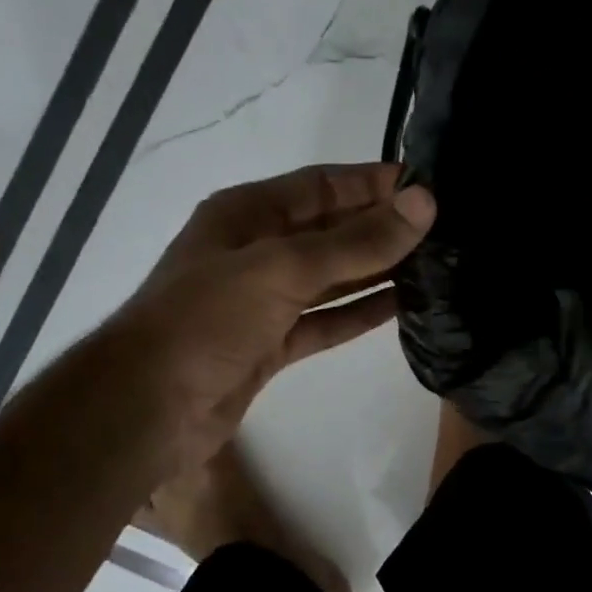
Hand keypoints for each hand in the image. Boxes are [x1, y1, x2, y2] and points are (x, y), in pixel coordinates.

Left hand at [118, 162, 434, 473]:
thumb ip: (356, 242)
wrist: (148, 408)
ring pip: (331, 278)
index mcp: (246, 214)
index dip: (372, 183)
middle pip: (330, 230)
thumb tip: (424, 203)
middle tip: (443, 229)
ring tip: (434, 265)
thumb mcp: (283, 269)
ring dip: (376, 271)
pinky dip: (358, 314)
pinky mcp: (271, 345)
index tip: (428, 186)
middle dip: (380, 227)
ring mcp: (263, 301)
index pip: (322, 185)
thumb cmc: (207, 320)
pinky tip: (401, 308)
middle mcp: (255, 250)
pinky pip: (324, 321)